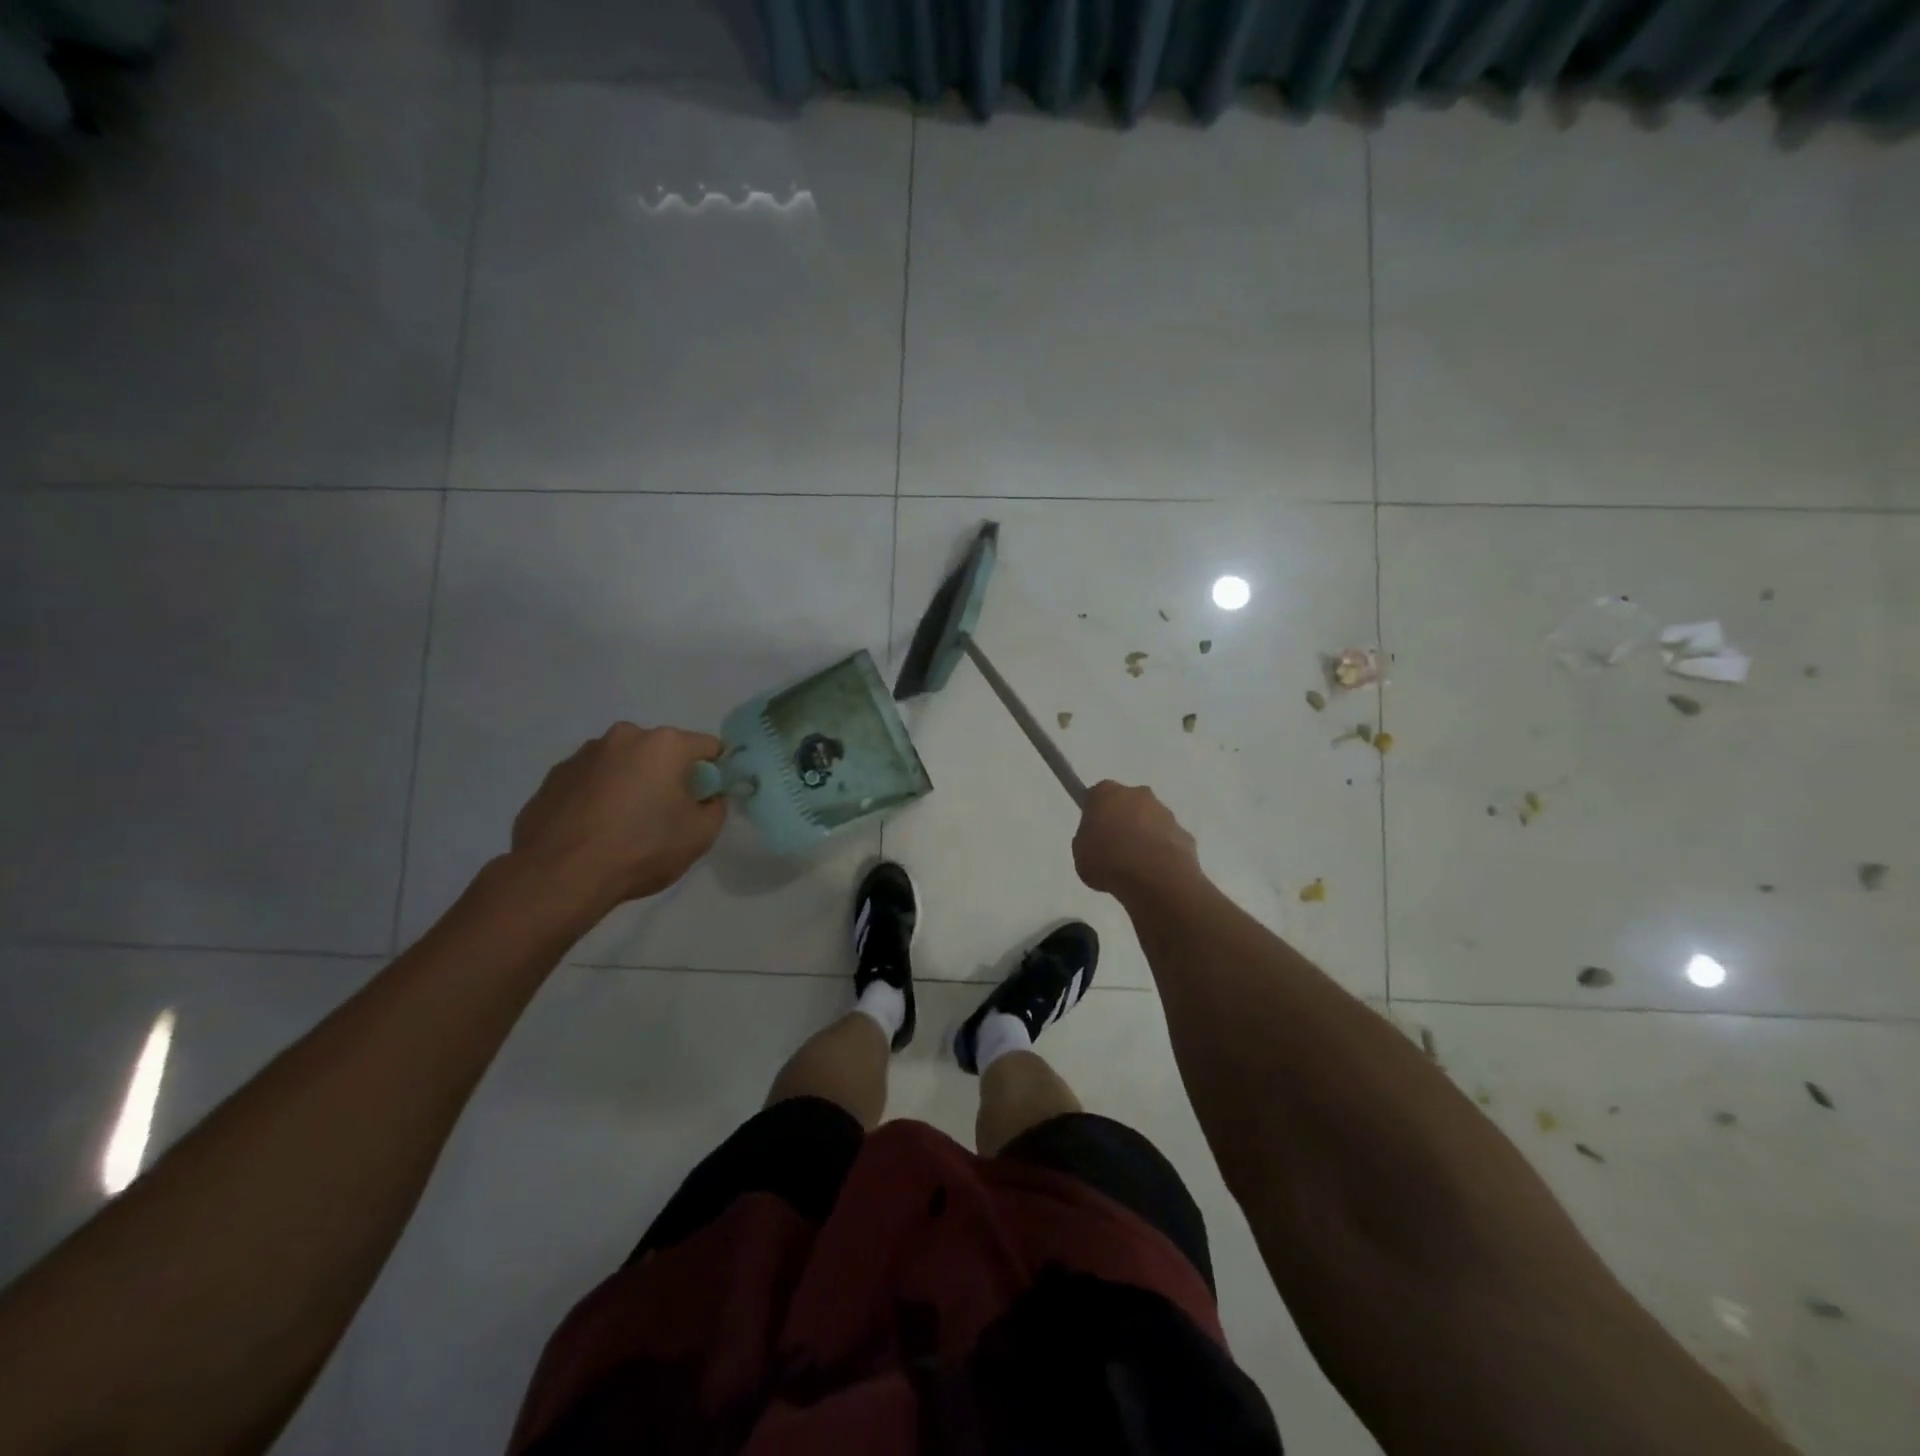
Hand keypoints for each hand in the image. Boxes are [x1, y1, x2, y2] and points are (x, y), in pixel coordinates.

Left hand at [510, 722, 726, 914]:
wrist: (560, 876)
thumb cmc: (642, 848)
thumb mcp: (701, 835)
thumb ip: (715, 807)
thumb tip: (707, 797)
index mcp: (664, 744)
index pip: (708, 747)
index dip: (715, 772)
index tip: (708, 799)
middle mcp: (623, 737)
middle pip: (661, 752)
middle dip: (668, 775)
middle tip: (666, 814)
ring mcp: (583, 755)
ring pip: (623, 764)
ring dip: (631, 783)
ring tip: (624, 825)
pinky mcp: (553, 777)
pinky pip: (591, 781)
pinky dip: (599, 797)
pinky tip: (595, 830)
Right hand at [1072, 780, 1200, 897]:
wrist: (1155, 879)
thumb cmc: (1108, 862)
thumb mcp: (1081, 855)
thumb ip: (1087, 842)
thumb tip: (1097, 842)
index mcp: (1106, 793)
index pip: (1096, 796)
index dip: (1094, 815)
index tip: (1092, 834)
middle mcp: (1137, 794)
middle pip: (1126, 804)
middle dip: (1122, 822)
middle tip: (1113, 850)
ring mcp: (1164, 812)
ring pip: (1149, 821)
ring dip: (1143, 837)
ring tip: (1135, 868)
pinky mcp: (1184, 833)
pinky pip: (1167, 840)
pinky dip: (1162, 853)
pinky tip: (1154, 874)